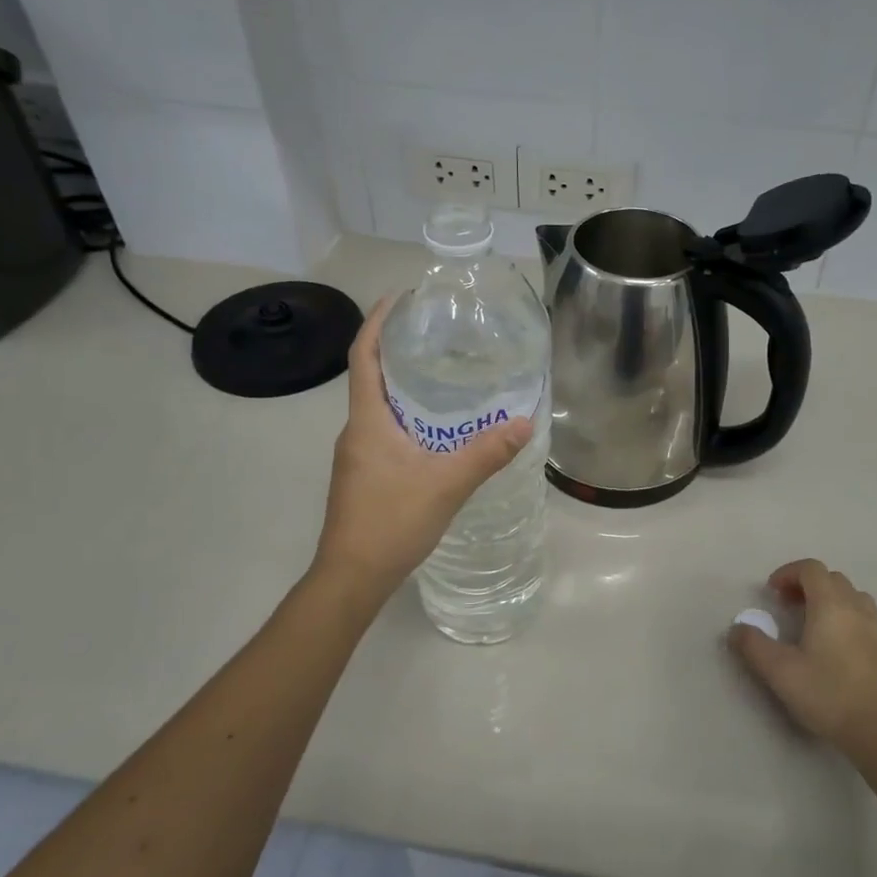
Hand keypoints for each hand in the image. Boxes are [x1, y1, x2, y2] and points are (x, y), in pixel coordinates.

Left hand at [314, 297, 533, 589]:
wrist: (351, 577)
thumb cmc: (390, 522)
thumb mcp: (446, 485)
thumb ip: (485, 454)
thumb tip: (524, 423)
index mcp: (367, 421)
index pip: (363, 357)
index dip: (377, 323)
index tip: (400, 298)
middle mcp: (356, 431)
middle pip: (372, 378)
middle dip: (399, 351)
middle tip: (438, 335)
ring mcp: (358, 456)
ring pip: (381, 408)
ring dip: (406, 387)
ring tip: (446, 376)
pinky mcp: (365, 476)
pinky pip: (387, 431)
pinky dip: (409, 418)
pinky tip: (439, 431)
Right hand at [730, 559, 876, 754]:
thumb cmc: (827, 695)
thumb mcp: (779, 671)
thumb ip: (753, 645)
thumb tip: (736, 628)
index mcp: (830, 605)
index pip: (811, 568)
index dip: (789, 572)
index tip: (773, 592)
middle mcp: (858, 609)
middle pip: (834, 580)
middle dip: (809, 586)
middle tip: (790, 607)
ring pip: (858, 600)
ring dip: (836, 602)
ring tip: (821, 625)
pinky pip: (876, 626)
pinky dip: (859, 626)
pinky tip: (850, 648)